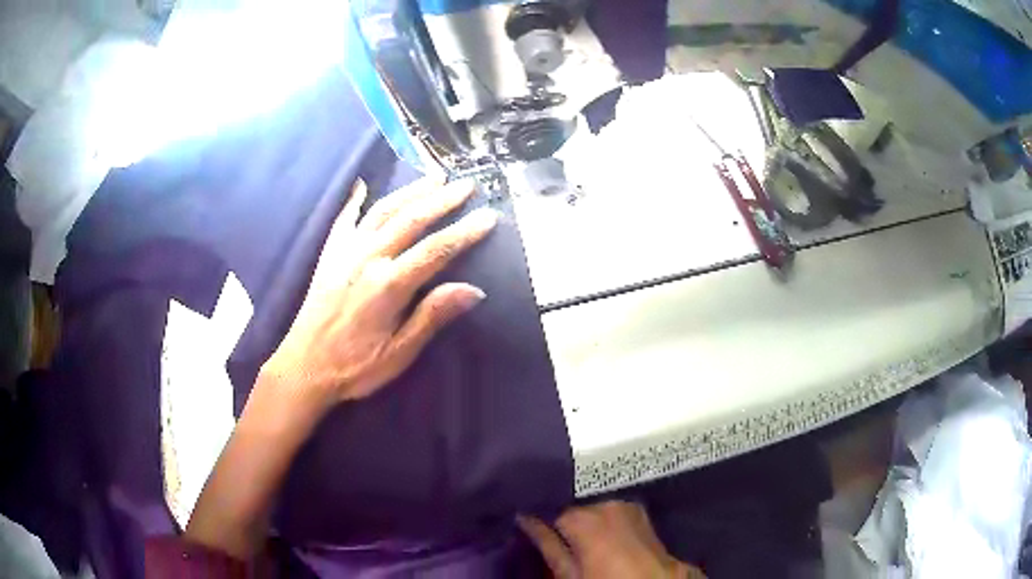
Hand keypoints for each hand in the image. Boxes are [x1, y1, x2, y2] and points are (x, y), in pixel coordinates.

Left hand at [261, 177, 497, 407]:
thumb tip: (474, 290)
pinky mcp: (329, 254)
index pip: (437, 250)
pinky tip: (362, 185)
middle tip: (467, 184)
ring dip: (411, 191)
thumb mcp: (399, 353)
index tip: (490, 215)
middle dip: (443, 199)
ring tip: (434, 177)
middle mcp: (368, 258)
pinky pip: (345, 219)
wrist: (303, 367)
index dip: (465, 231)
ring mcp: (345, 252)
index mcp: (389, 284)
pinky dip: (354, 199)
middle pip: (412, 219)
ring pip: (383, 210)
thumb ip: (433, 316)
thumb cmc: (355, 367)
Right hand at [518, 501, 704, 578]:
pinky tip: (598, 535)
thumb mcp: (569, 572)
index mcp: (584, 518)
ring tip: (577, 538)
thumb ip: (546, 544)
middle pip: (572, 506)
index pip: (549, 508)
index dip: (539, 517)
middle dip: (562, 519)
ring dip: (583, 519)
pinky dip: (601, 519)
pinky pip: (610, 510)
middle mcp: (605, 503)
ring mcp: (625, 504)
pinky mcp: (638, 511)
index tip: (529, 522)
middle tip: (555, 537)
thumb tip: (524, 518)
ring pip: (592, 507)